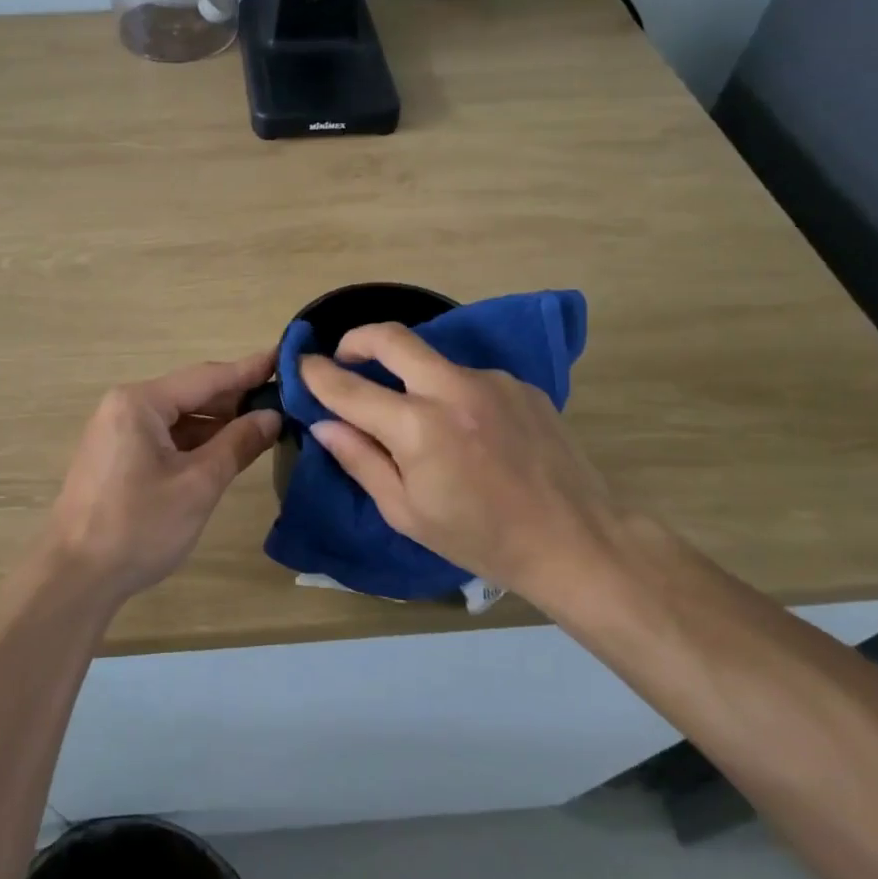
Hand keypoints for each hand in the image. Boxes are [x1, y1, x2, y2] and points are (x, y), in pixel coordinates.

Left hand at [43, 349, 280, 602]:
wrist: (75, 578)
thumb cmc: (138, 526)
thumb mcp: (197, 485)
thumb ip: (237, 444)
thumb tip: (271, 416)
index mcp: (140, 403)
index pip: (206, 377)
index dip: (249, 370)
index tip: (285, 357)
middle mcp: (125, 407)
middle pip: (190, 394)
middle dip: (236, 398)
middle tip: (285, 398)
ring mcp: (117, 433)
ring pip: (178, 419)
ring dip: (218, 423)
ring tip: (265, 424)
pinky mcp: (117, 458)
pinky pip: (164, 438)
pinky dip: (196, 442)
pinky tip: (226, 450)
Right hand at [299, 324, 629, 603]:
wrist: (576, 541)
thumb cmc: (480, 539)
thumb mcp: (406, 512)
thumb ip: (360, 460)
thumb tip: (323, 424)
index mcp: (419, 427)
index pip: (349, 388)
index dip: (317, 374)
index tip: (301, 364)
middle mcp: (453, 389)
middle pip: (392, 337)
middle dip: (357, 339)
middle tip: (344, 358)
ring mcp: (492, 381)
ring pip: (433, 360)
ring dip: (410, 376)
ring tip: (418, 419)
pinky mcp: (520, 384)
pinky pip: (468, 378)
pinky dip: (450, 394)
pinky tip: (467, 432)